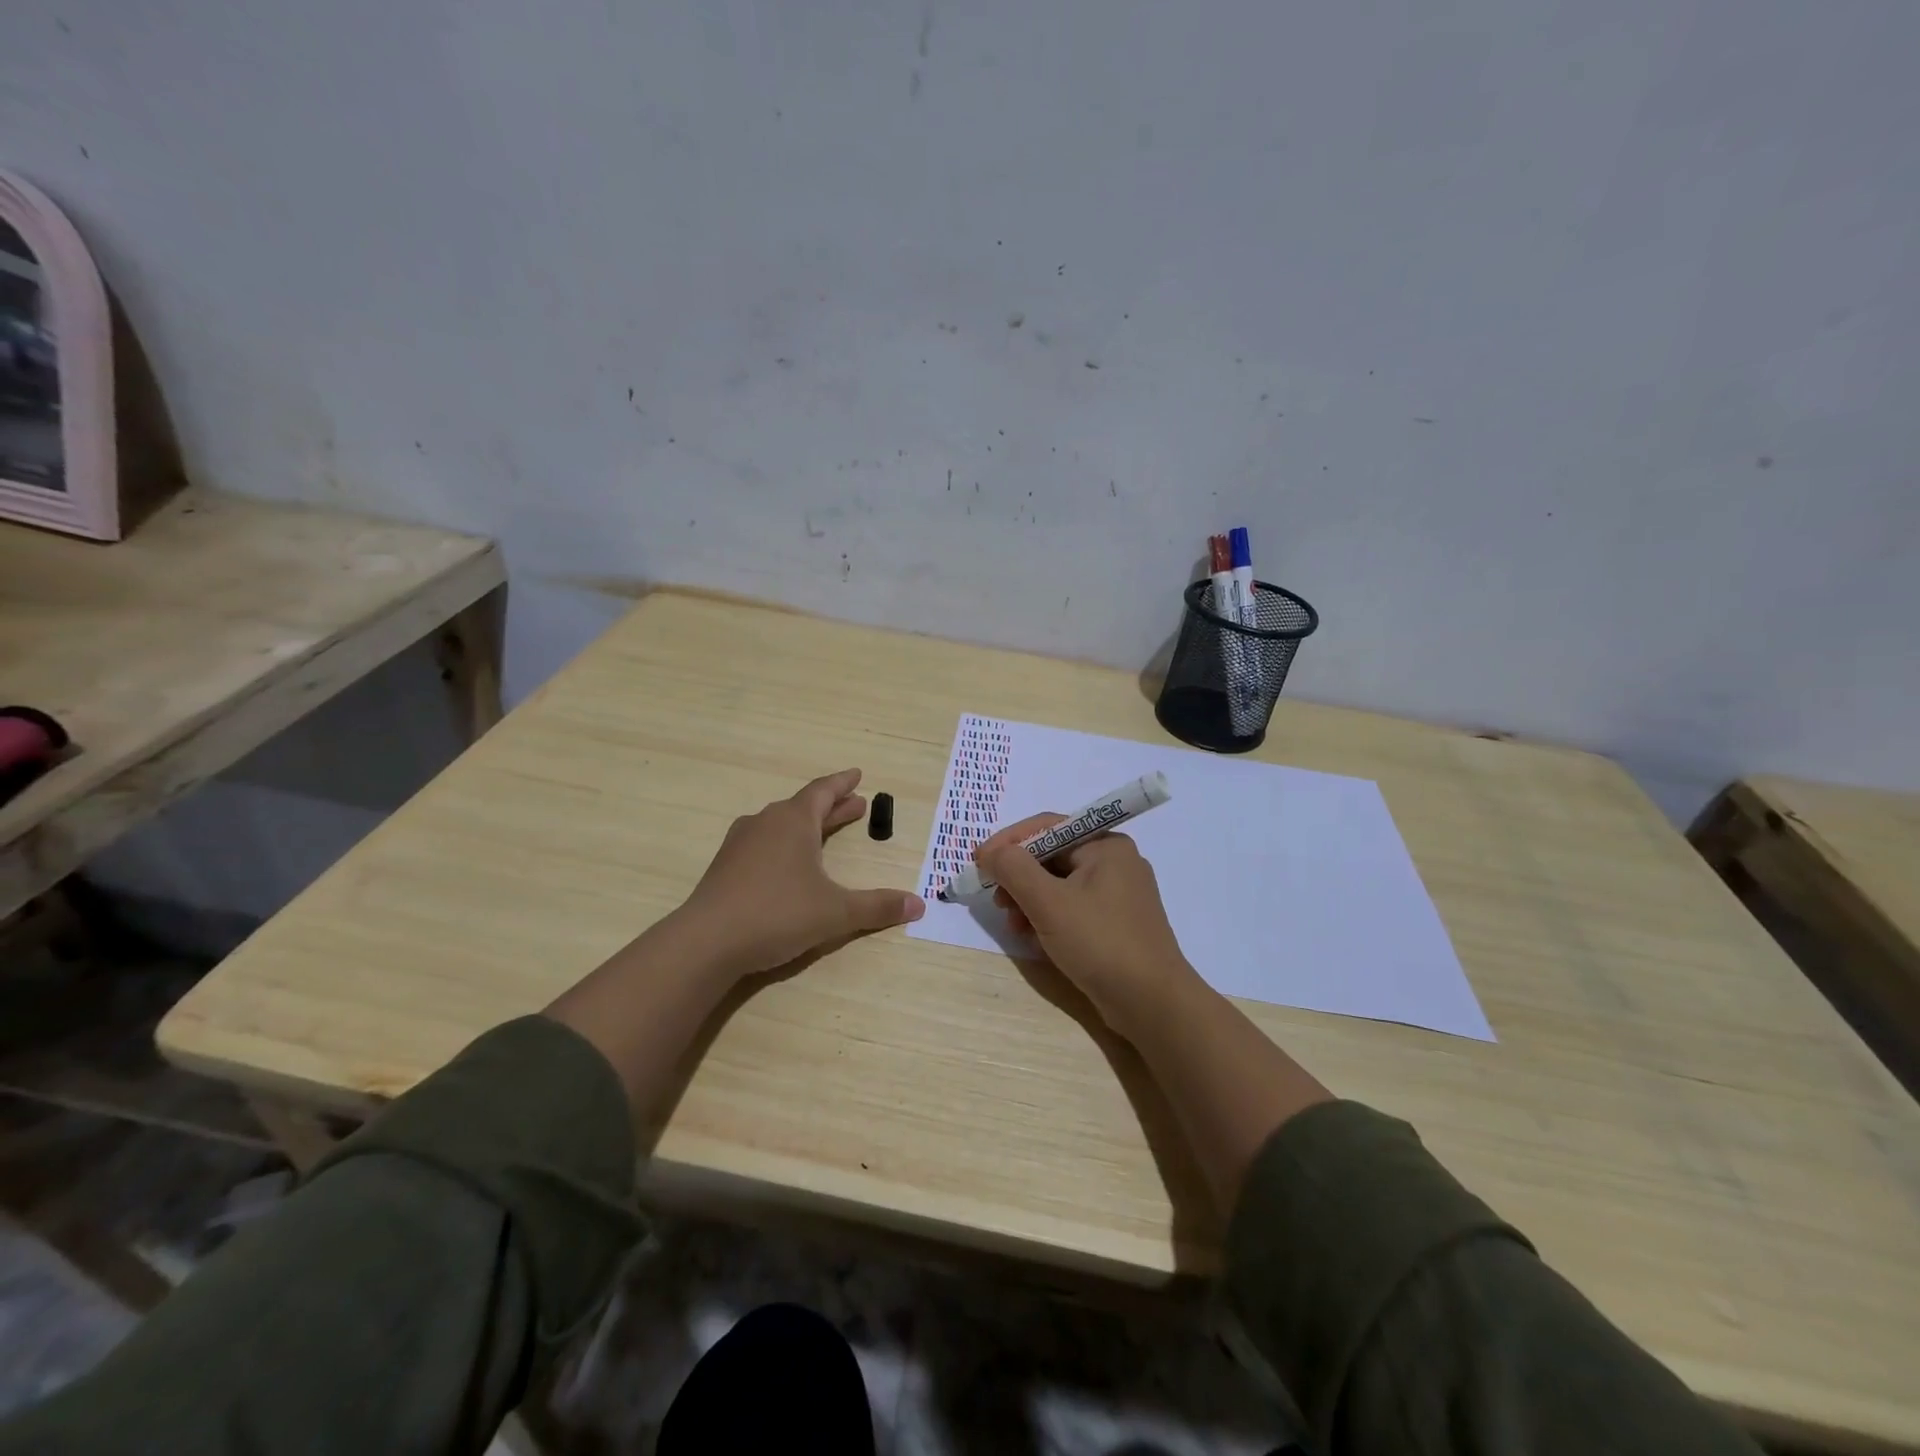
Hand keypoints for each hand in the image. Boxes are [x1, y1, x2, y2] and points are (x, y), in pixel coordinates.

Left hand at [673, 768, 923, 980]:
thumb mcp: (836, 912)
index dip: (843, 783)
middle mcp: (766, 823)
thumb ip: (877, 907)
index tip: (858, 774)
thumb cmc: (778, 913)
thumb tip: (919, 905)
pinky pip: (763, 844)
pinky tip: (787, 864)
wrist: (706, 942)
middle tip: (856, 805)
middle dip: (832, 807)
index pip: (823, 791)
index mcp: (794, 821)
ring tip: (824, 833)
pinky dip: (785, 845)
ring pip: (781, 825)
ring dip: (807, 826)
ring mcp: (741, 844)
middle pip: (804, 807)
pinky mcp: (725, 867)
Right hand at [976, 813, 1203, 1036]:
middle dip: (1019, 877)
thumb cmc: (1100, 943)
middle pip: (1052, 856)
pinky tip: (1034, 939)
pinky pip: (1073, 908)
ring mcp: (1119, 894)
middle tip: (996, 901)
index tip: (978, 862)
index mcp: (1106, 845)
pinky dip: (1049, 917)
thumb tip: (991, 851)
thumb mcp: (1048, 903)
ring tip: (1014, 926)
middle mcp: (1115, 862)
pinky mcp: (1116, 924)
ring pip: (1060, 885)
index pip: (1047, 827)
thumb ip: (1014, 869)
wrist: (1153, 1004)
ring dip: (1030, 900)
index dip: (1008, 842)